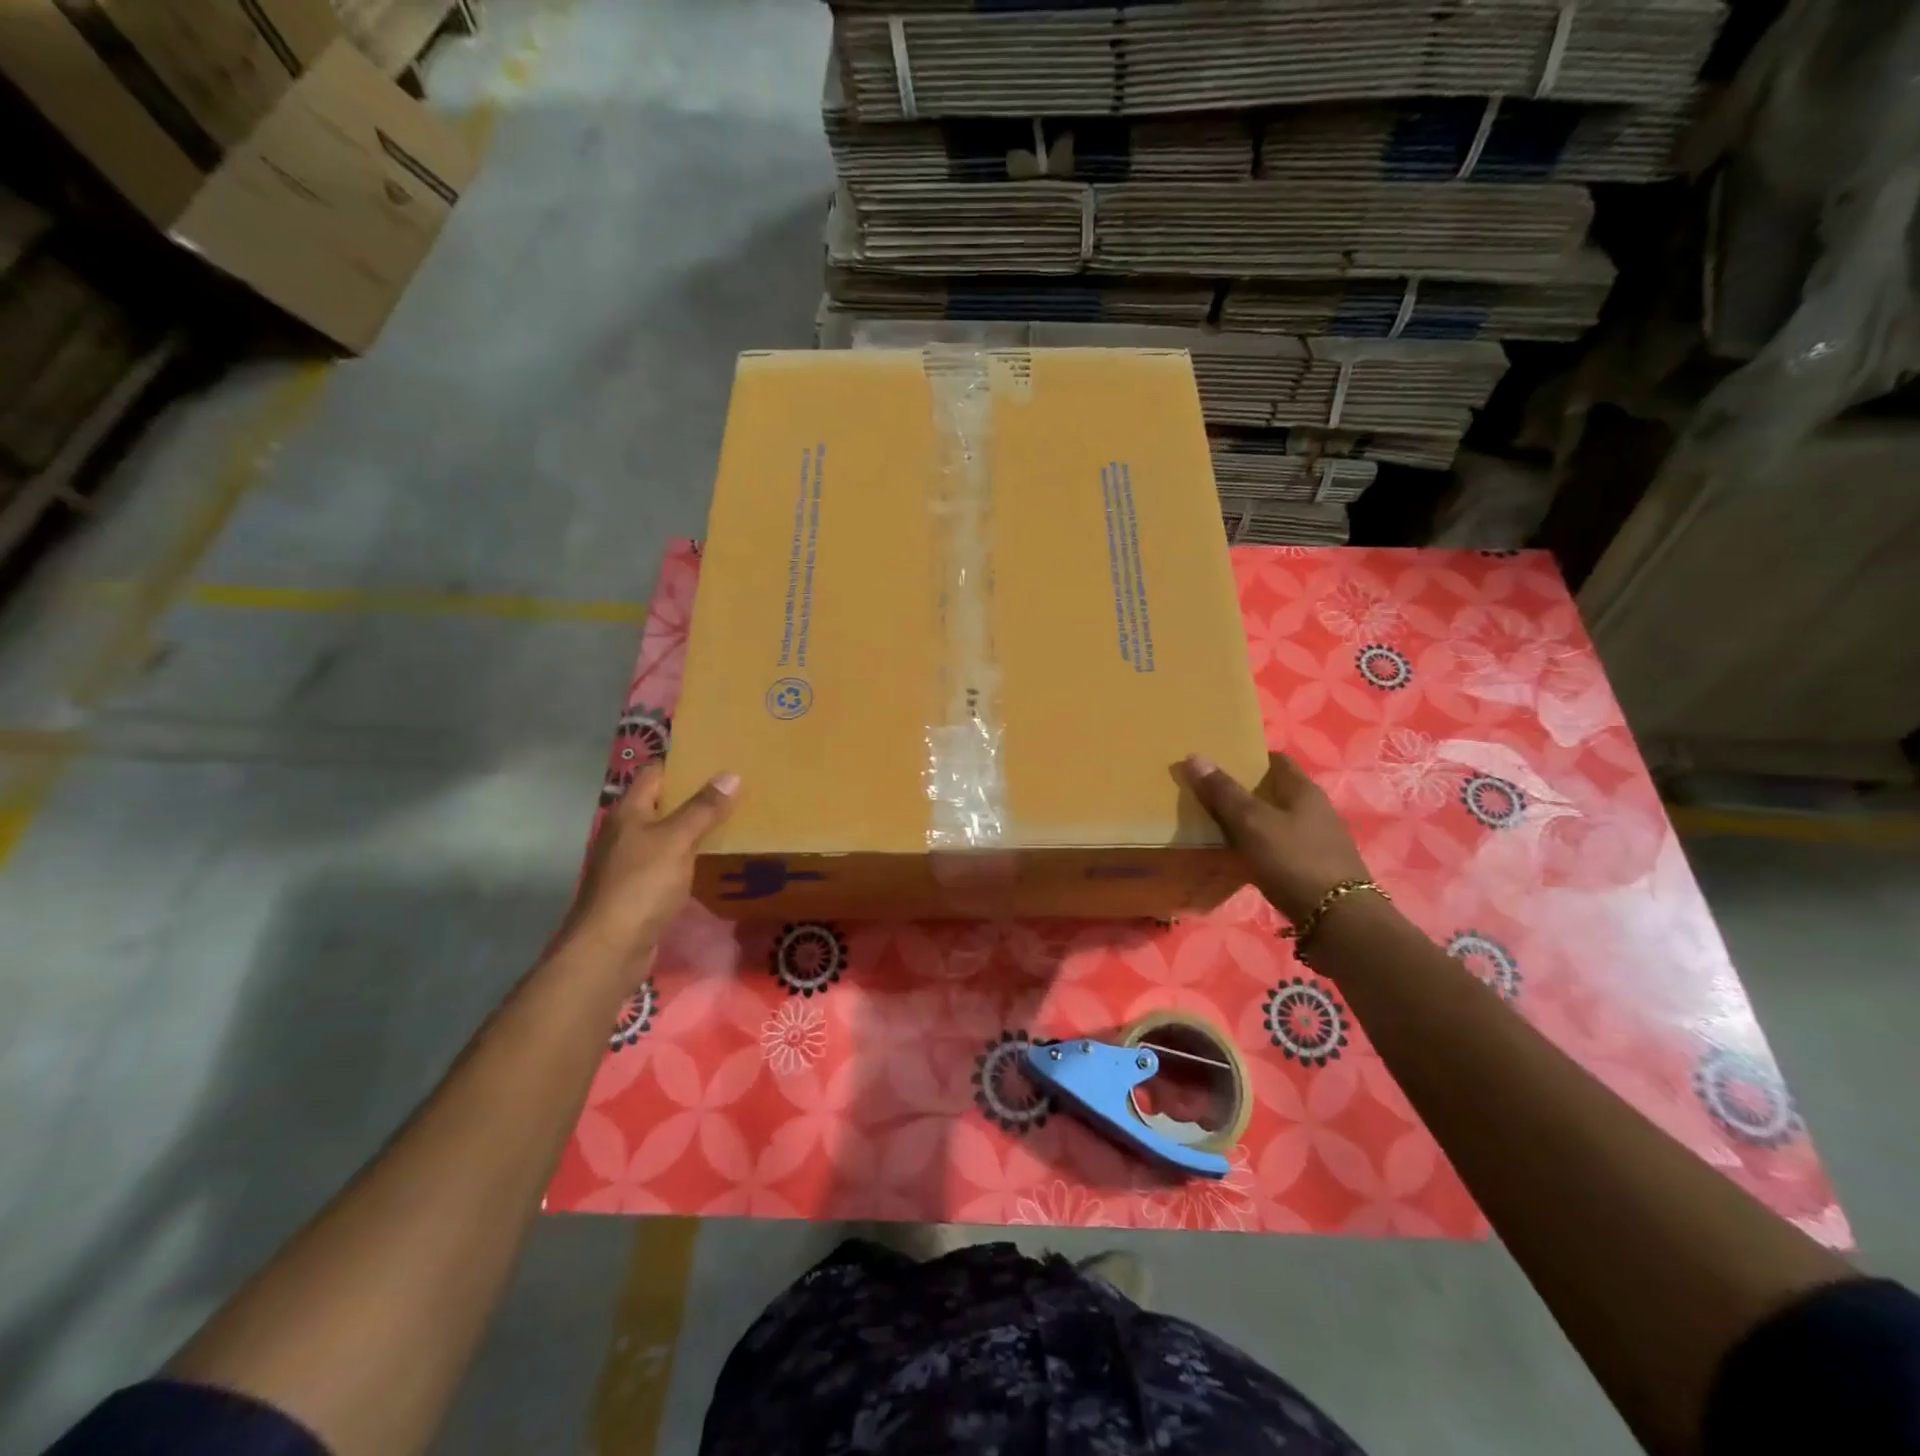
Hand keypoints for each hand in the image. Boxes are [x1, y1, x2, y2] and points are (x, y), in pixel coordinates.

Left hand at [559, 763, 737, 976]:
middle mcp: (626, 833)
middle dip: (694, 796)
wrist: (610, 947)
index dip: (682, 763)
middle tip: (734, 788)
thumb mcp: (677, 840)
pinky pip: (669, 864)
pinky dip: (689, 858)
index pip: (654, 774)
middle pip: (661, 804)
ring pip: (667, 836)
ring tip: (733, 821)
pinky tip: (713, 861)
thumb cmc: (641, 884)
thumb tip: (731, 775)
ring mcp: (630, 863)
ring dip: (693, 829)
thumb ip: (703, 809)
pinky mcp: (639, 890)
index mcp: (629, 812)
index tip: (716, 758)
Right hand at [1181, 751, 1370, 926]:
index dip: (1249, 758)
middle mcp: (1316, 810)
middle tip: (1210, 796)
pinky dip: (1261, 848)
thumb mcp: (1251, 823)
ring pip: (1278, 821)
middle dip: (1246, 792)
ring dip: (1252, 822)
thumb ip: (1223, 792)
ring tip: (1219, 828)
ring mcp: (1319, 841)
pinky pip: (1281, 848)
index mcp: (1304, 790)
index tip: (1220, 764)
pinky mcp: (1315, 869)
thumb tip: (1194, 756)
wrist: (1338, 920)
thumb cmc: (1293, 860)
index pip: (1277, 760)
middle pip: (1276, 792)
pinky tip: (1242, 860)